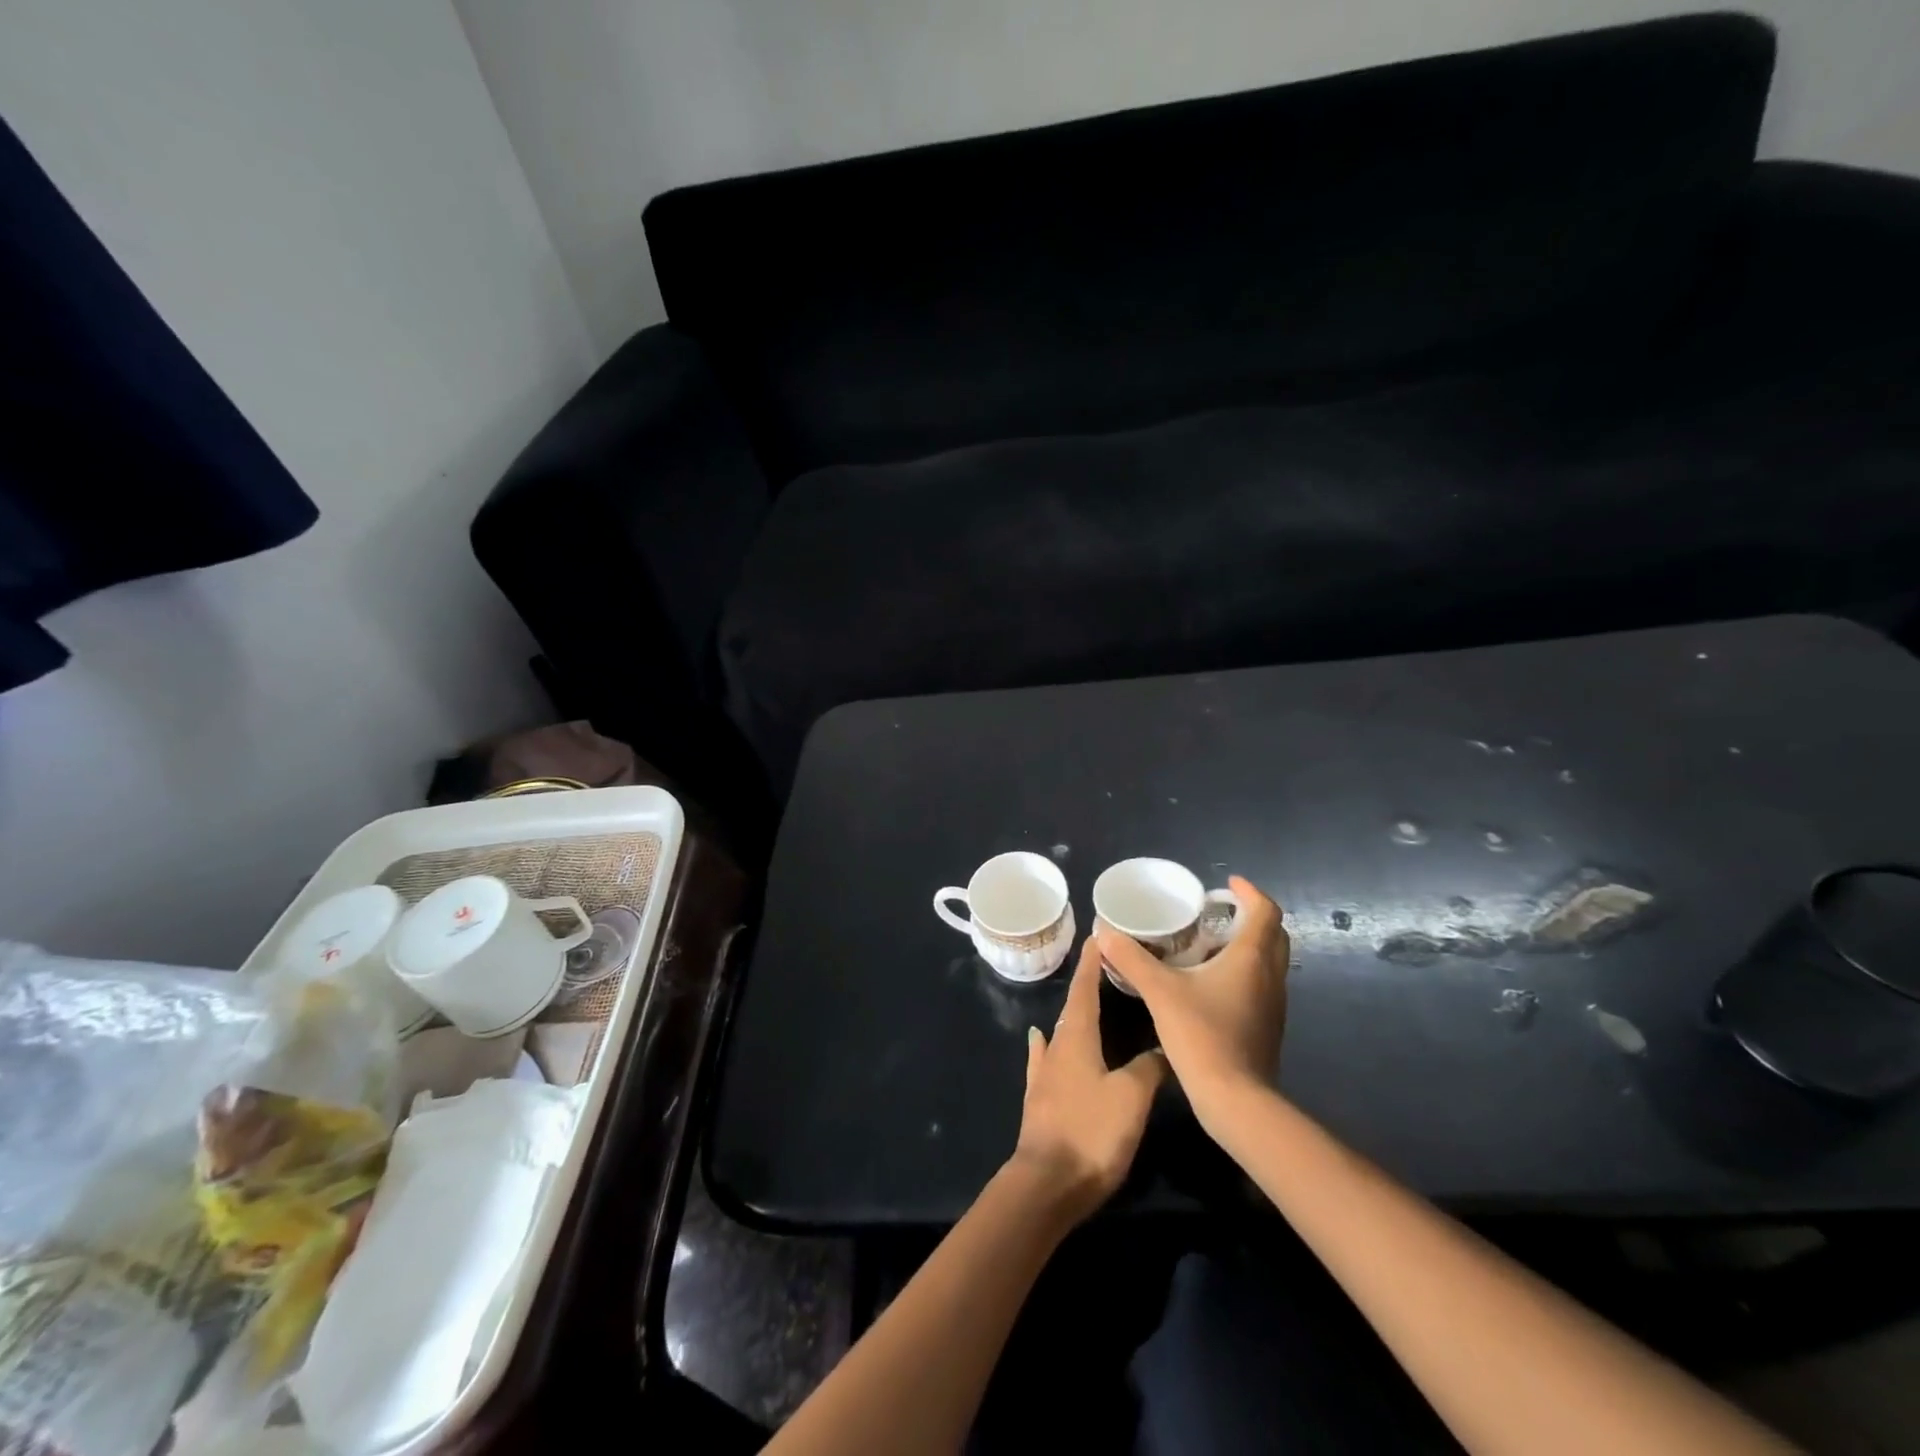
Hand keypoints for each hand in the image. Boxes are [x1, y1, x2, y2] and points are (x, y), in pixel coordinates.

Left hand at [1012, 937, 1166, 1224]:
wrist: (1047, 1185)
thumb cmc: (1091, 1132)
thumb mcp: (1131, 1097)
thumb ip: (1148, 1068)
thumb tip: (1162, 1048)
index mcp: (1076, 1039)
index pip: (1084, 990)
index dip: (1092, 964)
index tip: (1097, 937)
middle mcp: (1056, 1048)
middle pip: (1072, 1009)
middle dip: (1087, 986)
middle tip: (1104, 966)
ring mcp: (1044, 1074)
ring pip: (1060, 1032)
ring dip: (1073, 1014)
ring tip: (1085, 1000)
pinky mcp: (1040, 1100)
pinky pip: (1045, 1059)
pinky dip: (1047, 1044)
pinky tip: (1039, 1038)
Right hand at [1094, 875, 1288, 1126]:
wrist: (1235, 1101)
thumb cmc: (1203, 1036)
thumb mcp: (1160, 992)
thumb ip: (1132, 960)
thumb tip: (1105, 932)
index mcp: (1252, 958)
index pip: (1265, 911)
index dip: (1249, 892)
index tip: (1226, 884)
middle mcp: (1270, 976)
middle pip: (1272, 933)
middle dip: (1248, 916)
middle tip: (1215, 912)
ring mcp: (1273, 1004)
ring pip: (1268, 961)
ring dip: (1246, 944)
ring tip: (1208, 942)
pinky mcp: (1267, 1026)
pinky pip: (1260, 984)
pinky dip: (1242, 971)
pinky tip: (1210, 983)